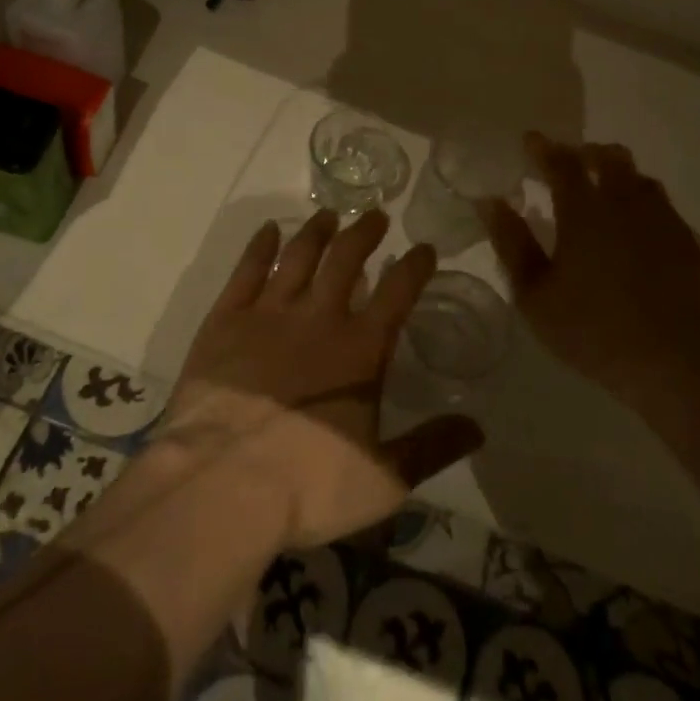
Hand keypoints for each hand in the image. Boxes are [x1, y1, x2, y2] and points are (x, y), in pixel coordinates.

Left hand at [158, 209, 483, 549]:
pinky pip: (247, 270)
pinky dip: (261, 246)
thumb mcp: (384, 480)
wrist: (221, 485)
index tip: (423, 247)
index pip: (398, 292)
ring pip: (299, 256)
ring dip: (317, 231)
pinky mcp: (225, 320)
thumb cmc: (308, 485)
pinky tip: (269, 230)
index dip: (415, 265)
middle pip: (346, 259)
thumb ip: (431, 448)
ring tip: (328, 215)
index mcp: (361, 349)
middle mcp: (318, 318)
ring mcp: (268, 314)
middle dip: (364, 233)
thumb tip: (478, 427)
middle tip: (375, 215)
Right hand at [480, 132, 699, 405]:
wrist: (686, 365)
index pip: (561, 162)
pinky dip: (648, 210)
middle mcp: (628, 204)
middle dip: (587, 153)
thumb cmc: (597, 331)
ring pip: (643, 181)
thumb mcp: (536, 297)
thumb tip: (490, 203)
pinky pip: (667, 212)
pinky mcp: (696, 247)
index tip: (530, 140)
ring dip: (621, 177)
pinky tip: (643, 235)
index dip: (543, 148)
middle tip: (572, 163)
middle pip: (610, 158)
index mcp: (585, 211)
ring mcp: (668, 222)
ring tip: (608, 194)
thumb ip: (512, 244)